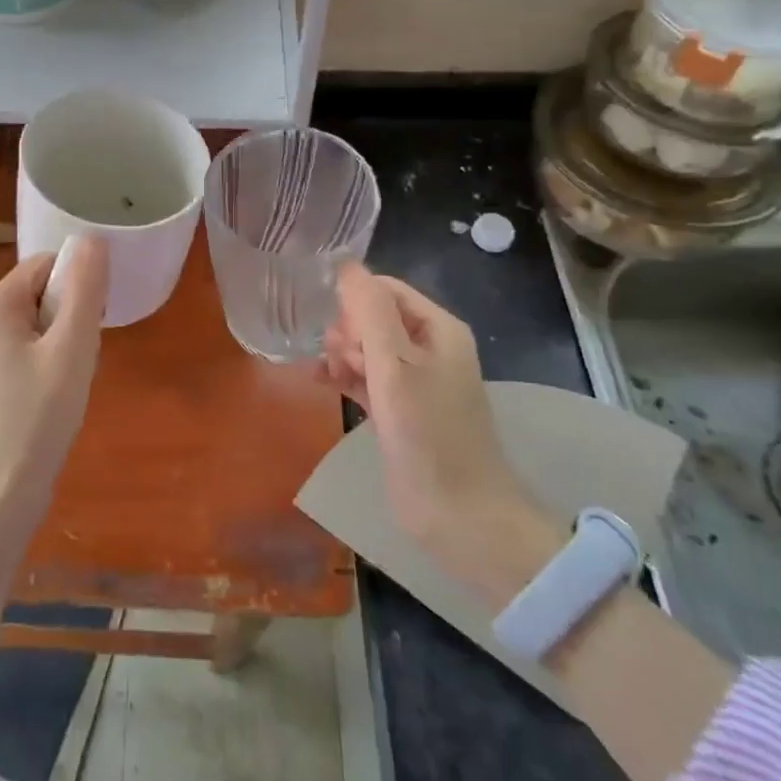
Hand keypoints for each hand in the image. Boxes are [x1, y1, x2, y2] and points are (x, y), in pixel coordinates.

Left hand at [0, 236, 110, 534]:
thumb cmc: (37, 418)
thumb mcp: (72, 348)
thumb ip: (85, 290)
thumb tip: (93, 238)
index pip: (45, 265)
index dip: (78, 283)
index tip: (96, 319)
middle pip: (40, 292)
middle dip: (71, 315)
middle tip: (83, 355)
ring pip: (37, 323)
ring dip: (64, 341)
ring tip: (71, 379)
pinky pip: (26, 349)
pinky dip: (50, 361)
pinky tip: (58, 395)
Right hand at [322, 266, 529, 567]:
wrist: (459, 515)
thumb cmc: (428, 432)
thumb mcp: (395, 365)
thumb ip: (370, 313)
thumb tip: (346, 265)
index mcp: (438, 329)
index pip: (386, 289)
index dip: (354, 298)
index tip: (328, 320)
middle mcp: (429, 348)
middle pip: (374, 316)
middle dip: (347, 329)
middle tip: (338, 356)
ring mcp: (414, 382)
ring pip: (367, 348)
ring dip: (342, 353)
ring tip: (326, 371)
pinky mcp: (400, 411)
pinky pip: (365, 378)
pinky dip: (344, 376)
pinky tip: (320, 381)